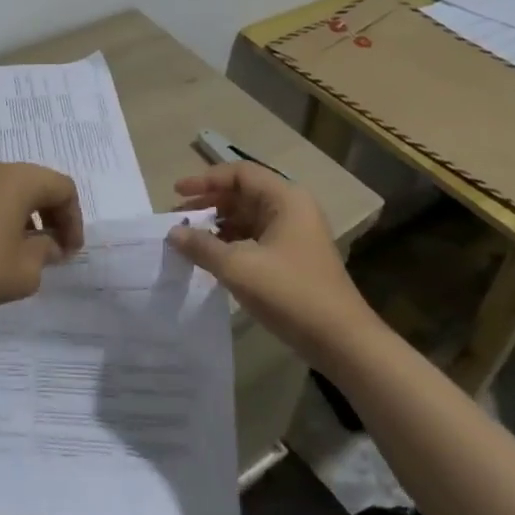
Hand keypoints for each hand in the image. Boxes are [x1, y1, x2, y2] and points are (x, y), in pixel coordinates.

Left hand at [0, 162, 82, 320]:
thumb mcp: (26, 270)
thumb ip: (46, 251)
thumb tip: (48, 243)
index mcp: (18, 180)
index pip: (62, 187)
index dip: (74, 219)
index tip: (70, 251)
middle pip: (37, 183)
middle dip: (52, 214)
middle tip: (55, 248)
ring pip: (10, 190)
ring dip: (27, 214)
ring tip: (26, 249)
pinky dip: (2, 215)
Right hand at [166, 163, 372, 355]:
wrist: (342, 341)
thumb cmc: (291, 293)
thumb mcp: (239, 268)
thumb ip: (202, 246)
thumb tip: (173, 232)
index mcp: (285, 199)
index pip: (239, 174)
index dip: (205, 180)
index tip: (177, 193)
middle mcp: (292, 209)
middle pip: (243, 194)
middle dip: (208, 203)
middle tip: (177, 218)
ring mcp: (294, 235)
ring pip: (247, 218)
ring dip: (217, 225)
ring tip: (188, 239)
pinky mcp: (293, 258)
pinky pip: (255, 238)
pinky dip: (231, 243)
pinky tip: (211, 258)